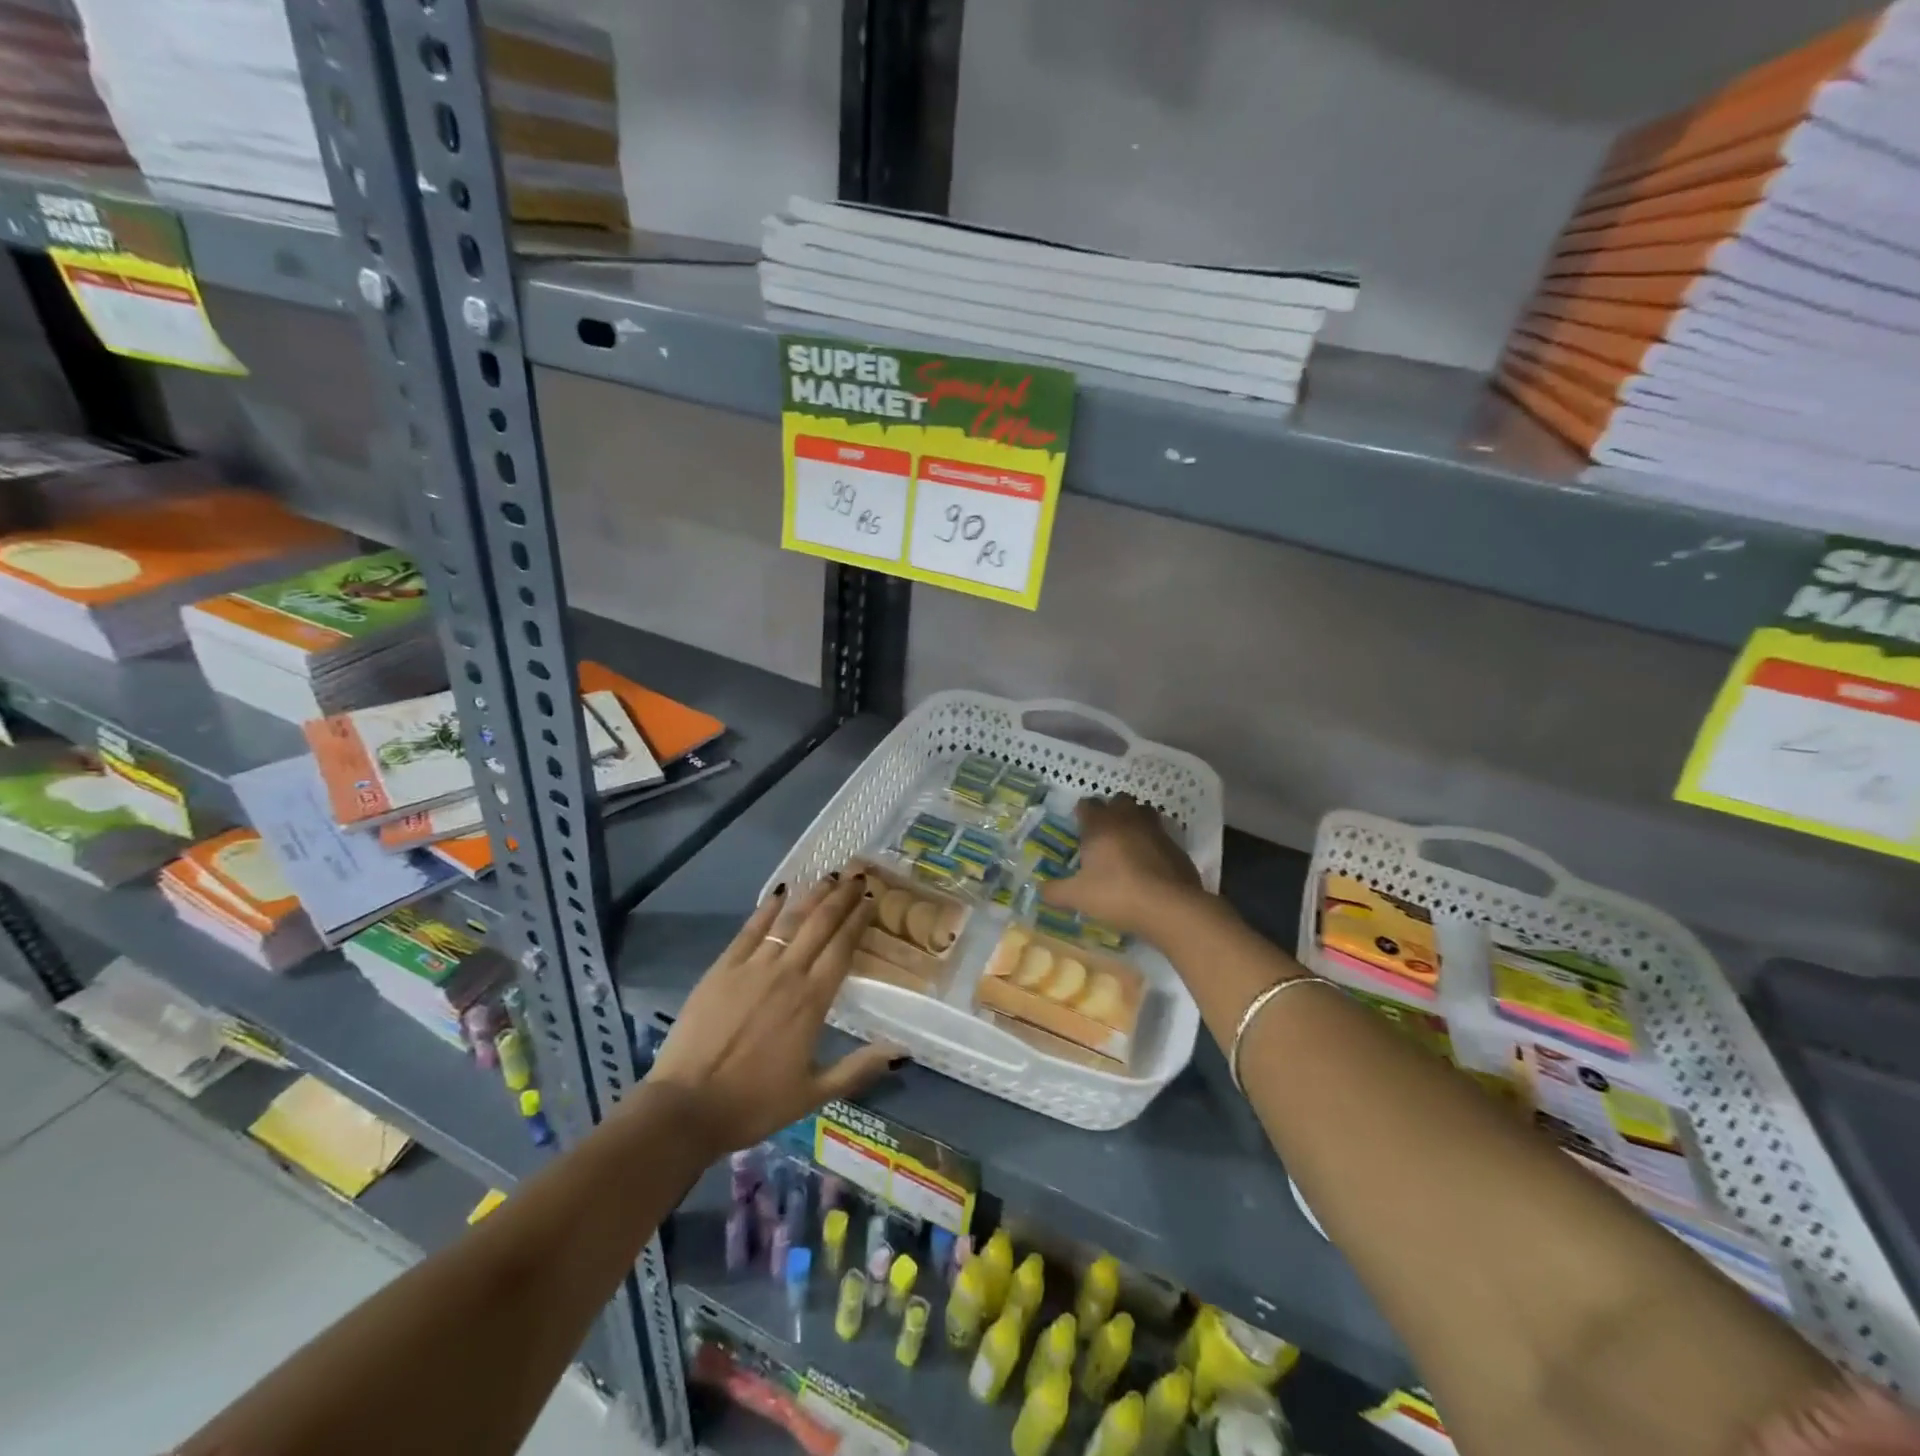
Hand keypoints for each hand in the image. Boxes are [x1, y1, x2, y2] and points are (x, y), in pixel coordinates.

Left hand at [647, 875, 903, 1154]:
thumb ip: (859, 1068)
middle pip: (820, 925)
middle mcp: (787, 974)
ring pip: (789, 920)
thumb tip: (903, 1052)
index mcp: (812, 1001)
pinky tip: (780, 891)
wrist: (687, 1107)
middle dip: (841, 898)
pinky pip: (750, 930)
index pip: (843, 948)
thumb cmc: (754, 1103)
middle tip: (857, 876)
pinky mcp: (722, 968)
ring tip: (830, 876)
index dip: (858, 920)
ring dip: (812, 895)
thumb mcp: (814, 1093)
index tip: (871, 899)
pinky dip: (767, 908)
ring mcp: (752, 967)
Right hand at [1040, 794, 1203, 935]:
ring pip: (1144, 813)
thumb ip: (1055, 891)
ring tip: (1128, 843)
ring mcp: (1156, 831)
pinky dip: (1154, 844)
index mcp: (1101, 825)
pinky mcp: (1177, 847)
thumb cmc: (1117, 895)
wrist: (1170, 908)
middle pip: (1119, 801)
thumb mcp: (1077, 897)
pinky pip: (1162, 836)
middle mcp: (1128, 819)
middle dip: (1111, 811)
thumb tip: (1040, 889)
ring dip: (1135, 821)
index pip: (1087, 804)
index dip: (1082, 814)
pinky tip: (1150, 865)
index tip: (1079, 828)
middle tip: (1103, 834)